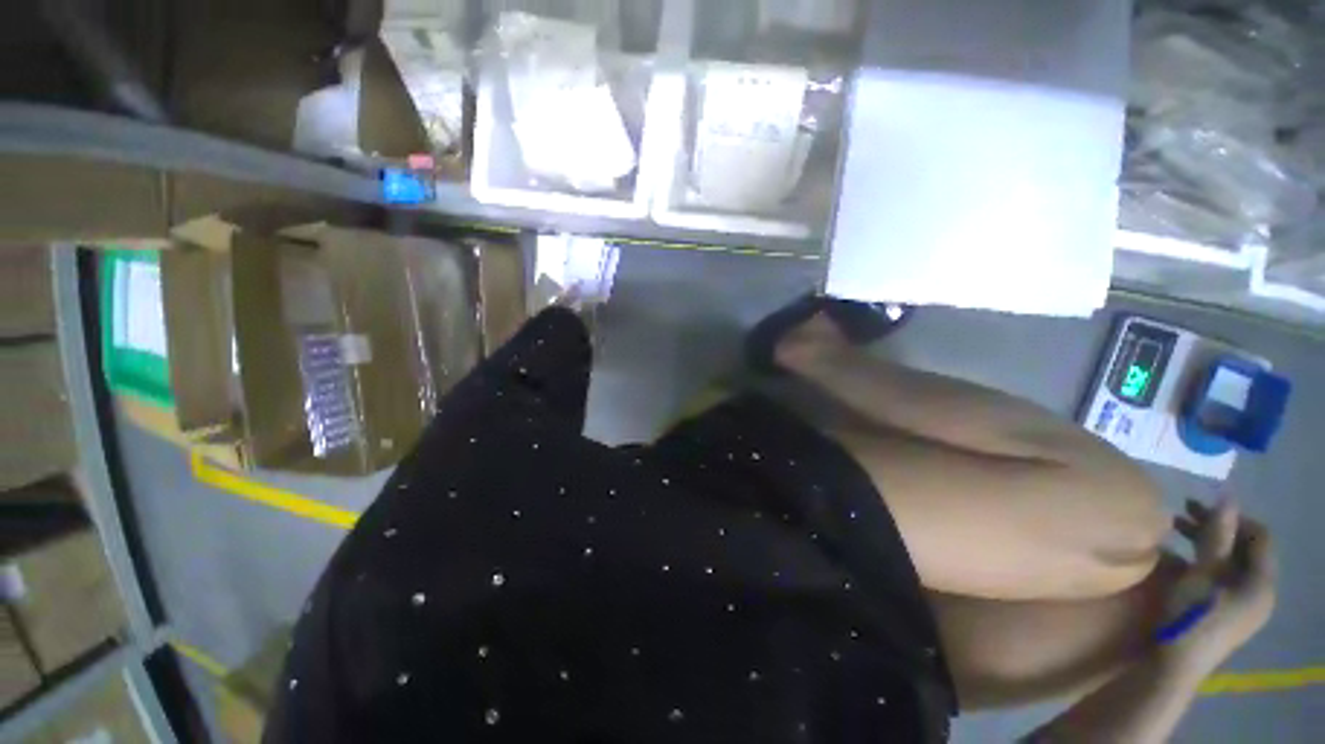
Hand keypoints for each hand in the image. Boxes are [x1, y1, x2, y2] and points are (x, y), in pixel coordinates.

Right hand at [1169, 499, 1276, 671]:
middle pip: (1244, 549)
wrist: (1176, 664)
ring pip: (1230, 563)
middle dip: (1215, 528)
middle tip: (1181, 513)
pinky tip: (1178, 557)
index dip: (1234, 516)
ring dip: (1206, 542)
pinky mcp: (1227, 612)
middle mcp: (1259, 591)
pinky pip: (1222, 577)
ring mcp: (1244, 605)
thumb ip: (1216, 536)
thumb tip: (1227, 497)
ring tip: (1174, 530)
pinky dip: (1203, 561)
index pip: (1259, 536)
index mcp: (1261, 582)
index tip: (1200, 507)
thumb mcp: (1201, 573)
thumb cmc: (1192, 615)